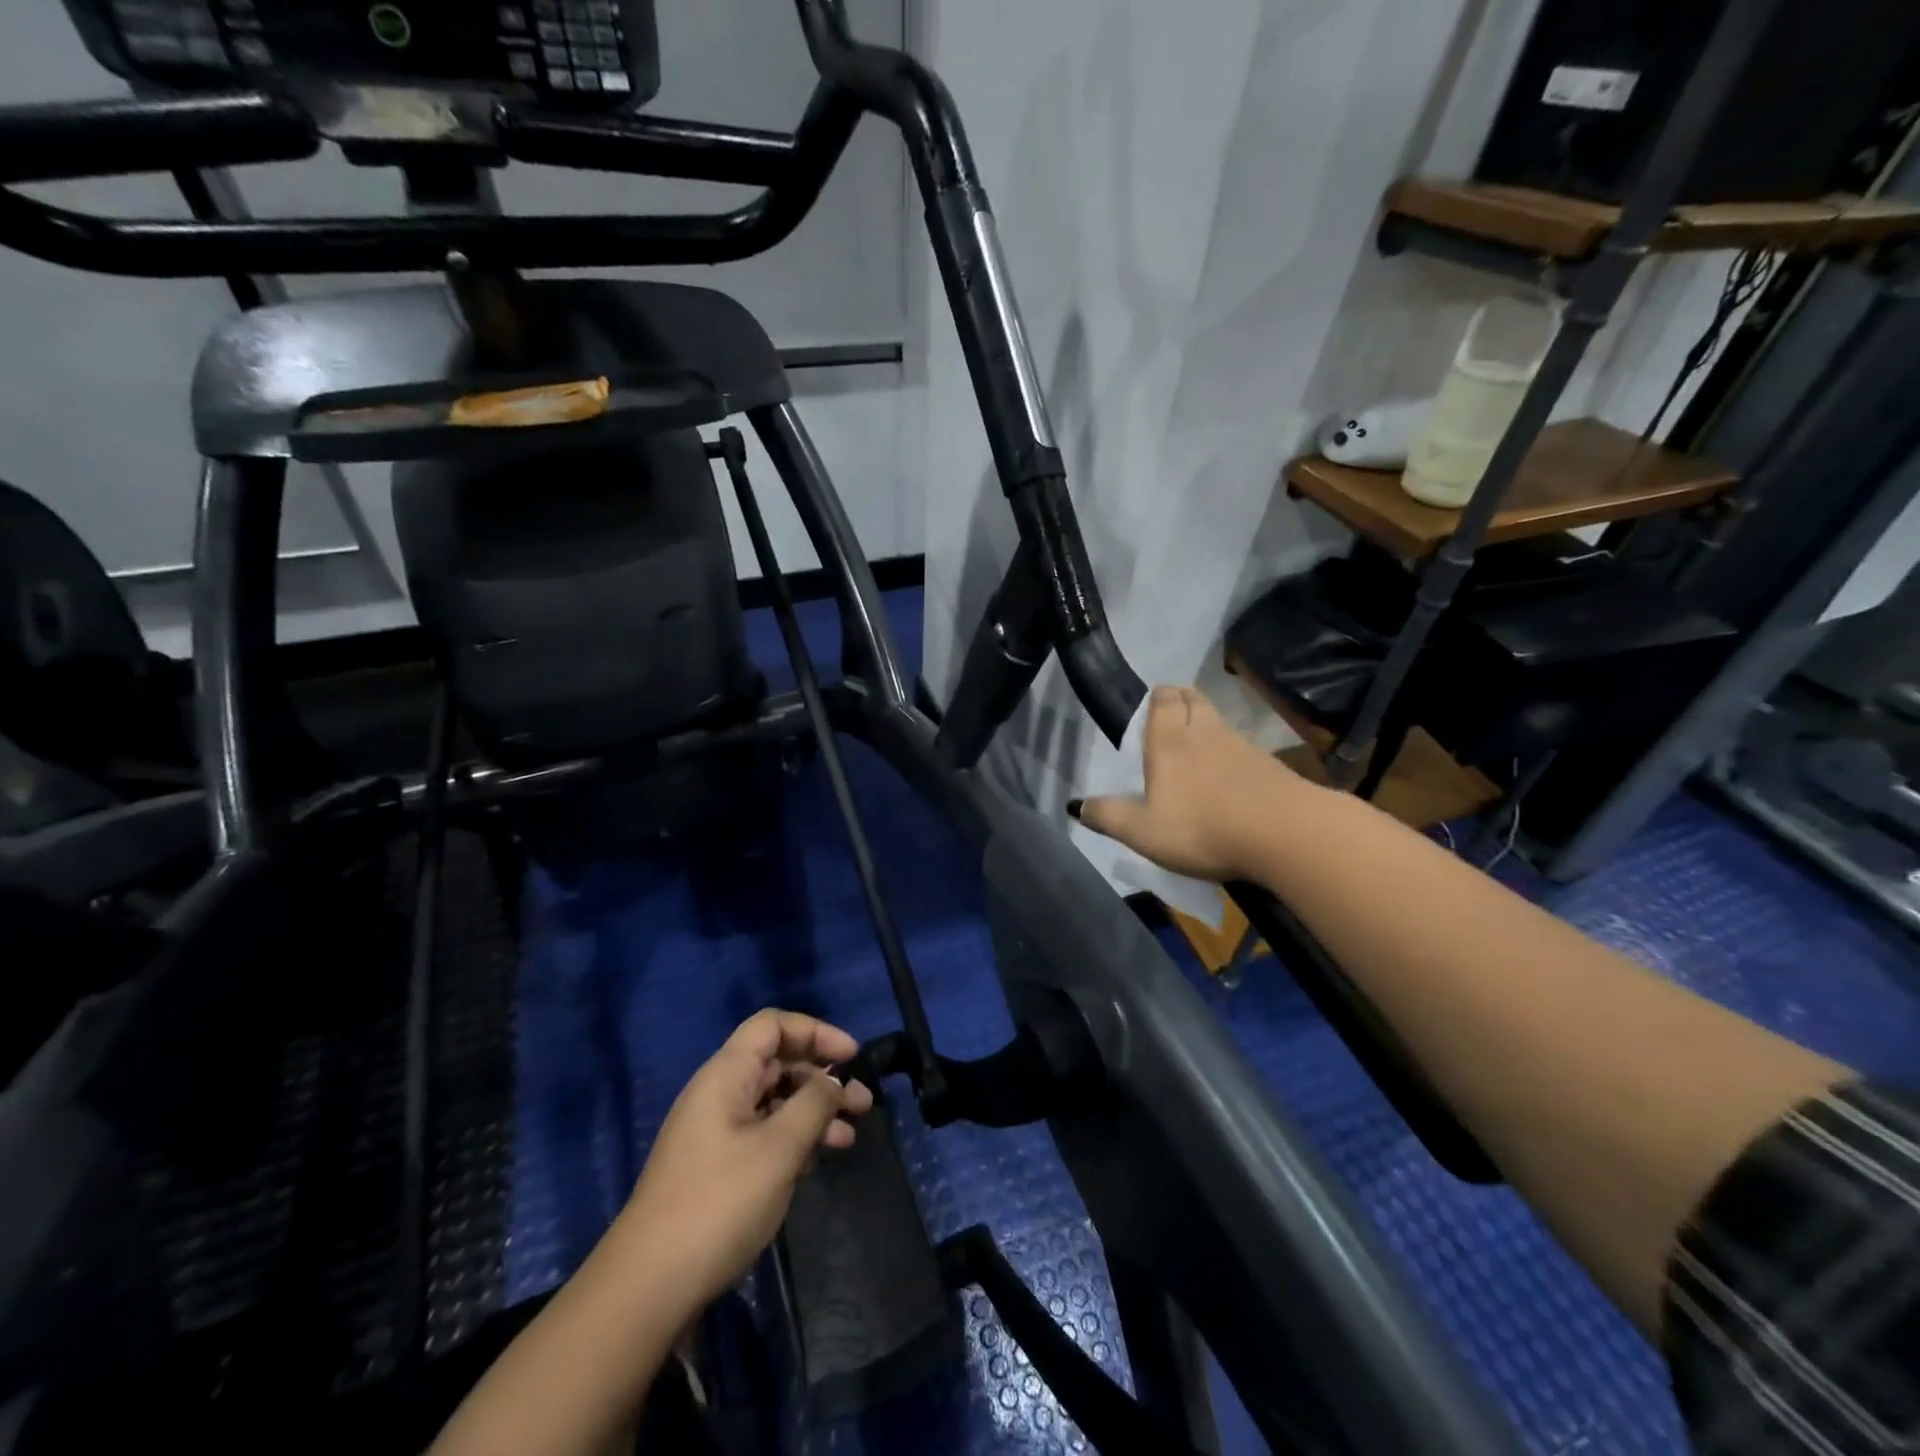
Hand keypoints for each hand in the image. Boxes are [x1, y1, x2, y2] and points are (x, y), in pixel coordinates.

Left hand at [614, 1010, 874, 1316]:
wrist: (648, 1287)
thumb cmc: (719, 1203)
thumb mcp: (779, 1148)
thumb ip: (814, 1104)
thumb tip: (833, 1080)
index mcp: (726, 1075)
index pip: (772, 1026)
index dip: (815, 1031)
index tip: (851, 1056)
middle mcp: (719, 1094)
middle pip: (777, 1064)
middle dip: (822, 1078)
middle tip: (863, 1103)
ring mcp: (715, 1133)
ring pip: (774, 1102)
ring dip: (814, 1113)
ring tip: (848, 1138)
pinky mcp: (716, 1168)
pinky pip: (763, 1135)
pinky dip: (793, 1140)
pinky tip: (815, 1164)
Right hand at [1072, 685, 1302, 881]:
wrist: (1285, 834)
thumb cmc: (1202, 828)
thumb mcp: (1143, 832)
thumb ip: (1109, 817)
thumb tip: (1075, 806)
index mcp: (1169, 741)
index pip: (1164, 701)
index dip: (1158, 698)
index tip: (1153, 703)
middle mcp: (1205, 733)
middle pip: (1194, 699)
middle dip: (1182, 699)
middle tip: (1173, 712)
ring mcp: (1241, 745)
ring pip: (1219, 720)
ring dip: (1207, 723)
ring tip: (1197, 743)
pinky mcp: (1269, 765)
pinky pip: (1242, 746)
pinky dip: (1231, 751)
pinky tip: (1229, 774)